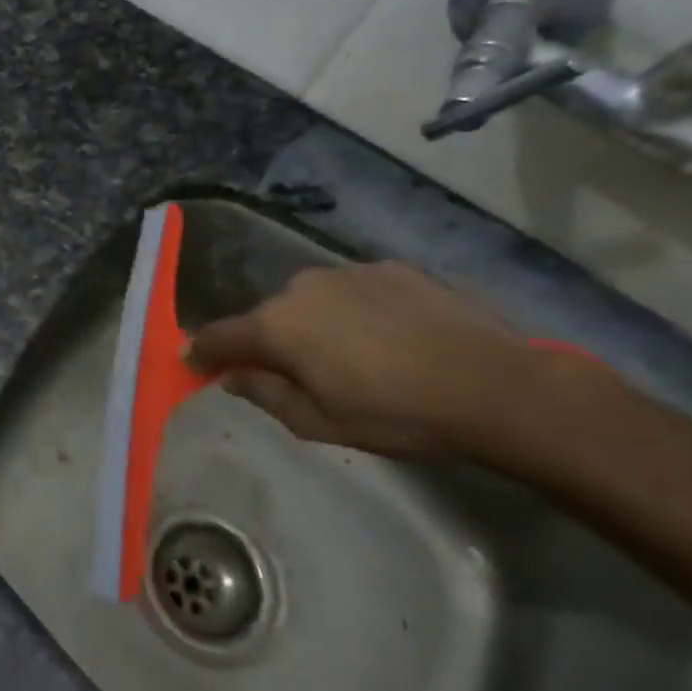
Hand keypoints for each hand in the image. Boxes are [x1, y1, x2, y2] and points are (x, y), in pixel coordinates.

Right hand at [186, 262, 539, 462]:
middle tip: (292, 372)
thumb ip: (264, 394)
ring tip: (348, 354)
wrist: (495, 385)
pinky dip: (354, 310)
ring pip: (309, 300)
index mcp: (276, 326)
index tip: (197, 364)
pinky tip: (387, 336)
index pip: (219, 335)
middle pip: (266, 316)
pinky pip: (352, 290)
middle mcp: (300, 287)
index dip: (203, 352)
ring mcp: (347, 272)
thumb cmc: (395, 414)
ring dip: (312, 323)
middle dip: (267, 341)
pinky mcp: (390, 268)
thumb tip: (231, 376)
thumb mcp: (318, 422)